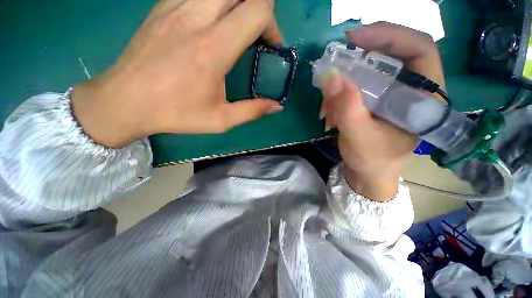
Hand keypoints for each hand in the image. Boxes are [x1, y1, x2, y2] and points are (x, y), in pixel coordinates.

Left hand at [72, 0, 283, 147]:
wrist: (125, 100)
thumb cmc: (176, 114)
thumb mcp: (221, 120)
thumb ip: (253, 111)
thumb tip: (277, 106)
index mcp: (213, 48)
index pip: (257, 10)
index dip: (273, 25)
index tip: (271, 47)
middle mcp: (196, 16)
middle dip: (260, 9)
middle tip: (258, 36)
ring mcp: (176, 5)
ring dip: (239, 5)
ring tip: (239, 31)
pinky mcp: (163, 5)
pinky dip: (217, 4)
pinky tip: (214, 25)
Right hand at [319, 22, 444, 201]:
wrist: (367, 172)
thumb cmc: (372, 160)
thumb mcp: (359, 136)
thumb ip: (347, 107)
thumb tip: (330, 76)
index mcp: (422, 96)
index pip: (419, 49)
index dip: (389, 35)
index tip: (355, 37)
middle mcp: (410, 89)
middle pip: (390, 54)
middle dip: (359, 56)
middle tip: (334, 61)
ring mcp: (390, 94)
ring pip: (367, 71)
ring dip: (341, 84)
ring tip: (326, 107)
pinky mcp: (373, 100)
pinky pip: (354, 86)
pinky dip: (337, 95)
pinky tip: (327, 111)